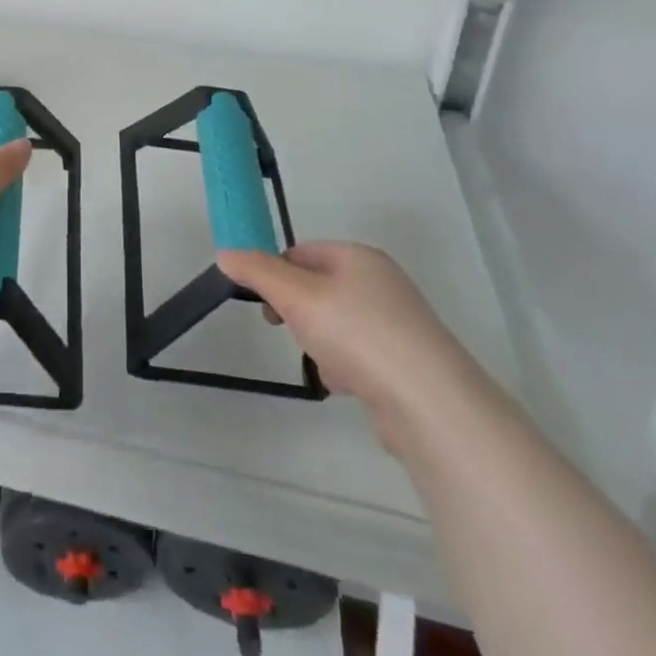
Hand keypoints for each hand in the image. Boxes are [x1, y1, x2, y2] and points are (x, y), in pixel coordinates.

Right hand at [217, 242, 482, 444]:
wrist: (430, 403)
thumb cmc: (357, 335)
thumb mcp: (297, 296)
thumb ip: (259, 272)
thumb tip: (225, 253)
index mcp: (359, 257)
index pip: (301, 252)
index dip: (276, 273)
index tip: (264, 303)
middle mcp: (382, 283)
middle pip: (318, 288)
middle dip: (298, 312)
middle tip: (290, 330)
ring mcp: (397, 323)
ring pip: (335, 324)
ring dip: (320, 343)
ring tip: (326, 363)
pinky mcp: (406, 361)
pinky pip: (358, 354)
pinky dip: (346, 367)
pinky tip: (349, 385)